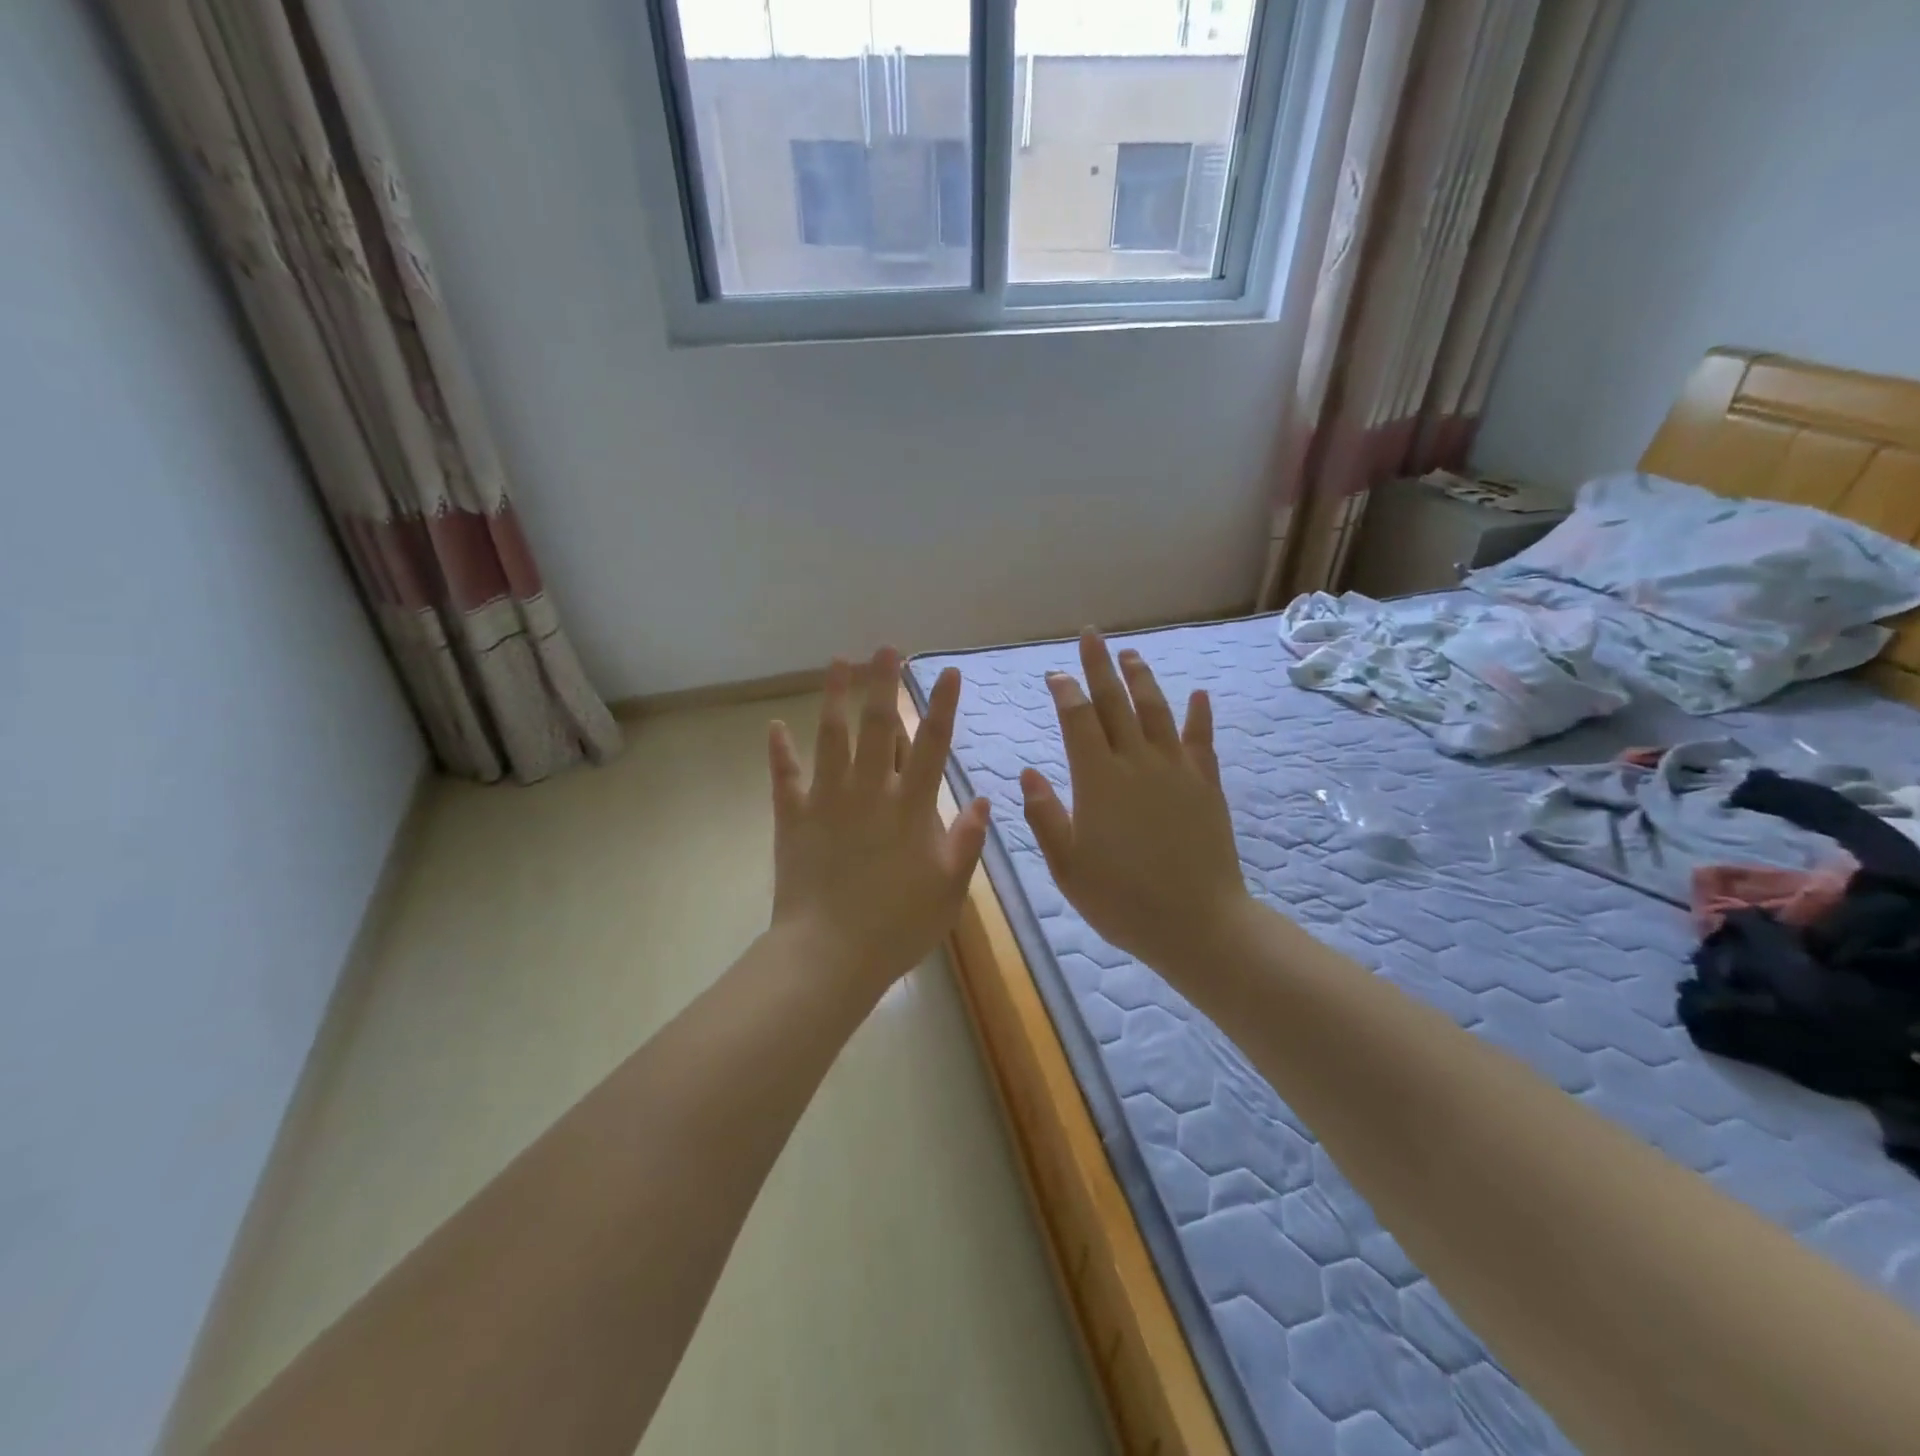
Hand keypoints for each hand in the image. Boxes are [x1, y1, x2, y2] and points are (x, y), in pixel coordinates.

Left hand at [767, 648, 990, 993]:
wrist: (830, 955)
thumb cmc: (898, 926)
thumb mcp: (950, 890)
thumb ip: (968, 841)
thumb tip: (984, 799)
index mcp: (912, 807)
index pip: (932, 744)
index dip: (942, 705)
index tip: (947, 672)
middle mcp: (870, 791)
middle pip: (878, 726)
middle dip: (884, 684)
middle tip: (885, 648)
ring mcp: (828, 800)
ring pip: (831, 737)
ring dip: (835, 697)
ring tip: (838, 663)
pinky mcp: (794, 817)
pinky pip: (785, 777)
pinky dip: (779, 751)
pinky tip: (774, 726)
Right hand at [1020, 631, 1253, 977]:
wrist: (1197, 924)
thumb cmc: (1122, 900)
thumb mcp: (1067, 866)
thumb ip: (1045, 816)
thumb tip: (1028, 774)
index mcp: (1097, 780)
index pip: (1077, 720)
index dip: (1065, 692)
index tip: (1055, 674)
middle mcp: (1137, 762)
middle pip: (1116, 702)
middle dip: (1100, 665)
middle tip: (1091, 635)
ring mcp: (1176, 770)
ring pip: (1157, 710)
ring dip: (1142, 678)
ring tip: (1130, 653)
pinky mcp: (1206, 784)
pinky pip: (1201, 740)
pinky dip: (1198, 715)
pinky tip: (1198, 695)